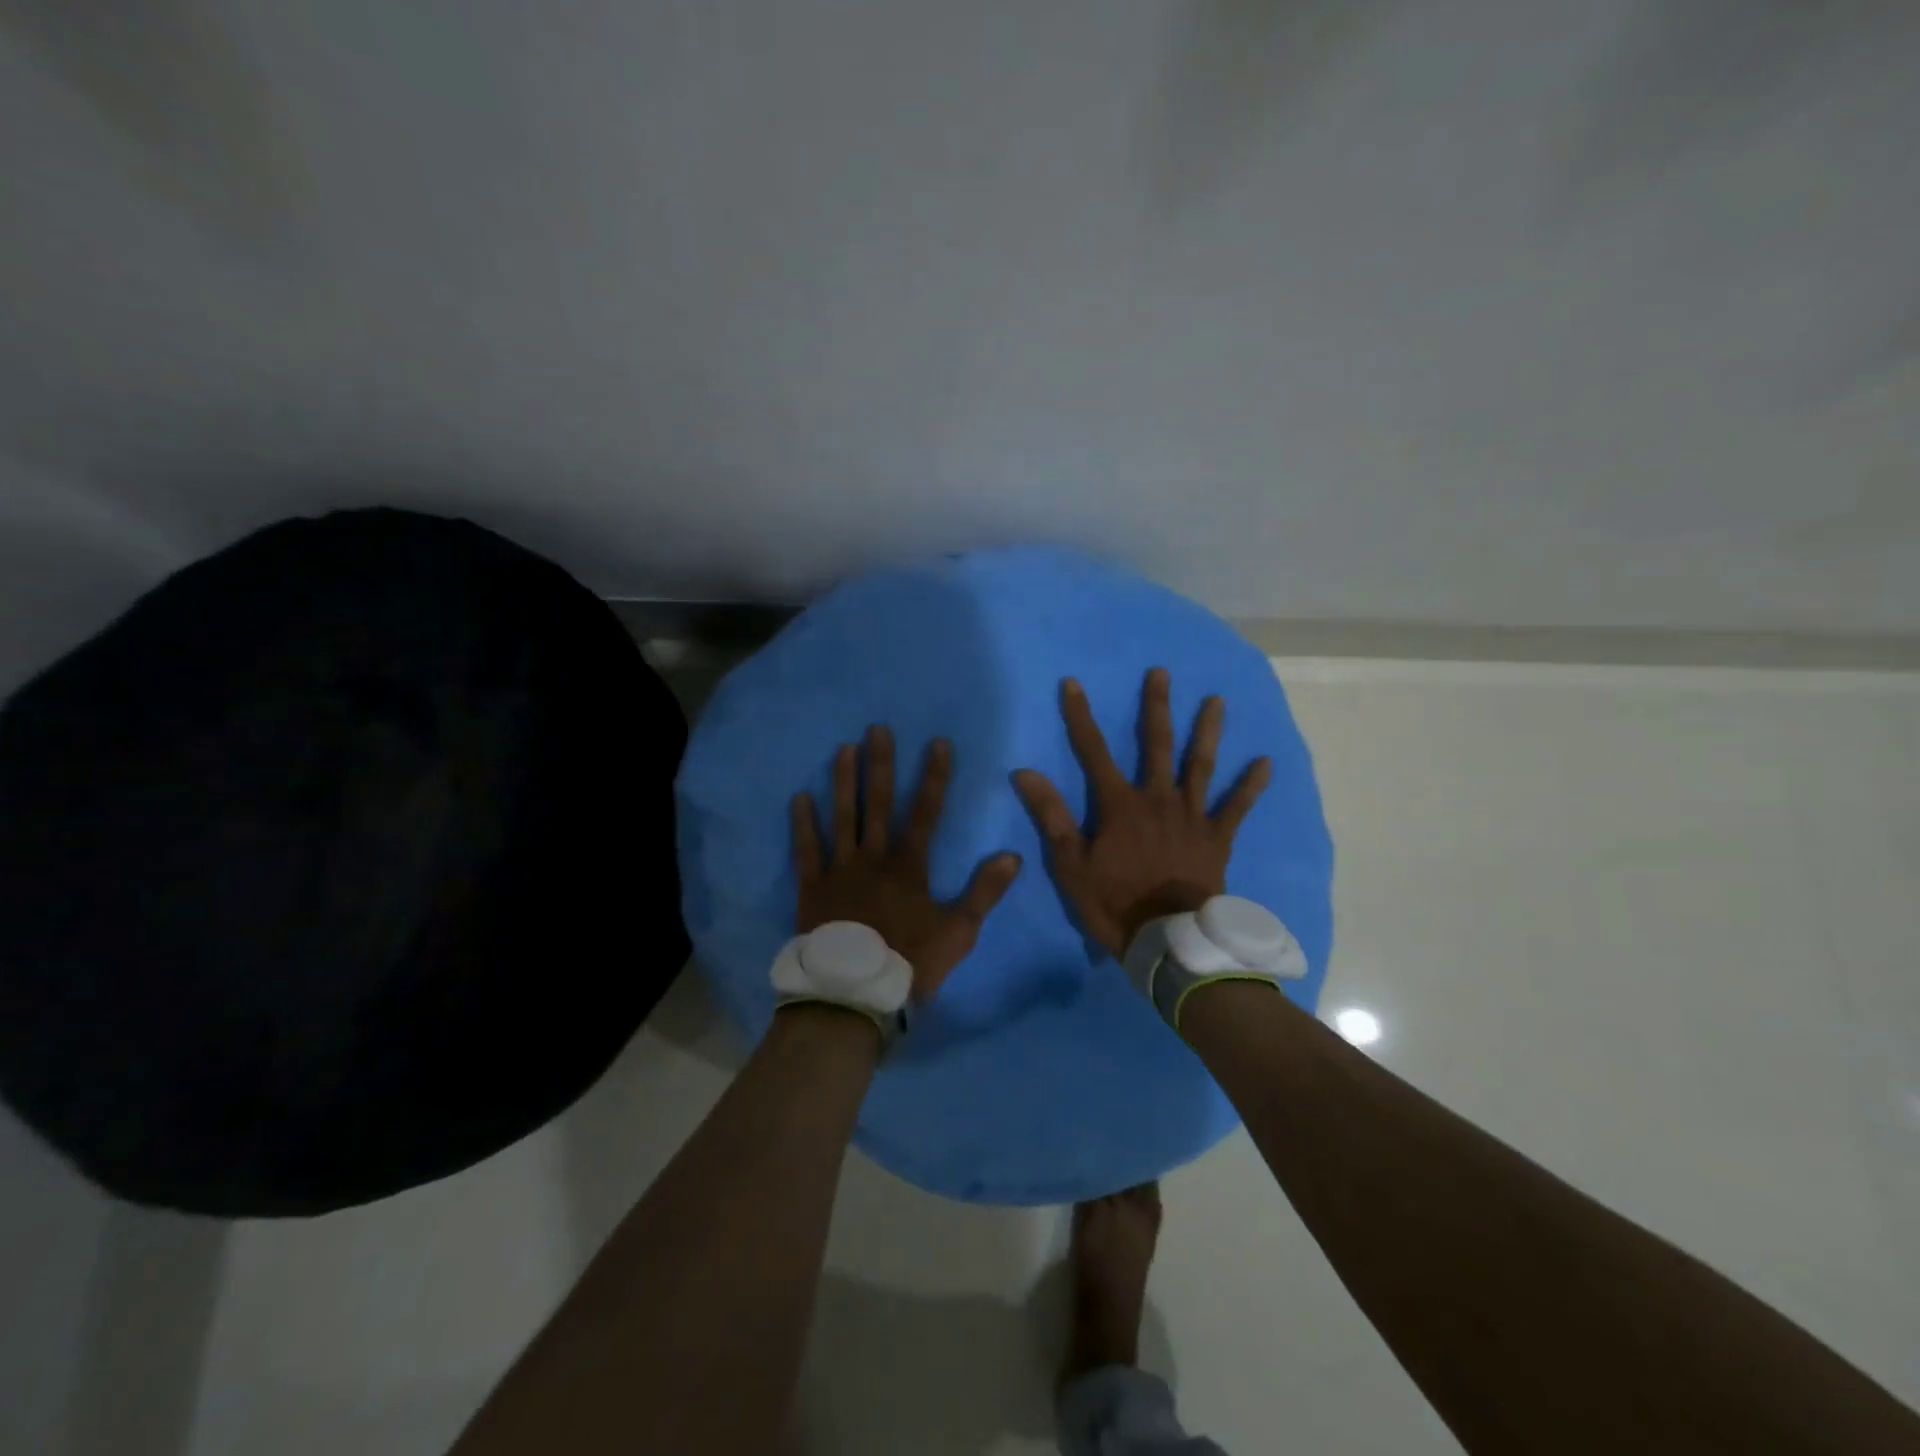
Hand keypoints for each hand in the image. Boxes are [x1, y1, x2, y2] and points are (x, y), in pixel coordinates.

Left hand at [792, 727, 1022, 1004]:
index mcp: (909, 865)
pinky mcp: (813, 886)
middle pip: (880, 803)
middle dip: (882, 764)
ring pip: (843, 817)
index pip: (927, 811)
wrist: (855, 995)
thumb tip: (1013, 856)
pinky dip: (803, 824)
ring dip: (844, 781)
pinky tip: (799, 797)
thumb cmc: (911, 962)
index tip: (938, 743)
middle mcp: (874, 857)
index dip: (934, 776)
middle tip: (877, 729)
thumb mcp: (959, 931)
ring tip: (844, 748)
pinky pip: (807, 849)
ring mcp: (840, 869)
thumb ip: (985, 892)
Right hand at [1013, 669, 1271, 958]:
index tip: (1074, 684)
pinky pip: (1237, 807)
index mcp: (1120, 805)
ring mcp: (1191, 816)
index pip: (1093, 751)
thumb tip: (1025, 773)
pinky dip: (1251, 786)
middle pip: (1156, 745)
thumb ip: (1051, 816)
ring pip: (1200, 765)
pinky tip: (1266, 762)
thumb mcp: (1071, 865)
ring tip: (1218, 700)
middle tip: (1162, 673)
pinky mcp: (1217, 837)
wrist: (1169, 942)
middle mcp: (1158, 799)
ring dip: (1208, 731)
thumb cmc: (1115, 904)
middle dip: (1156, 707)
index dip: (1081, 716)